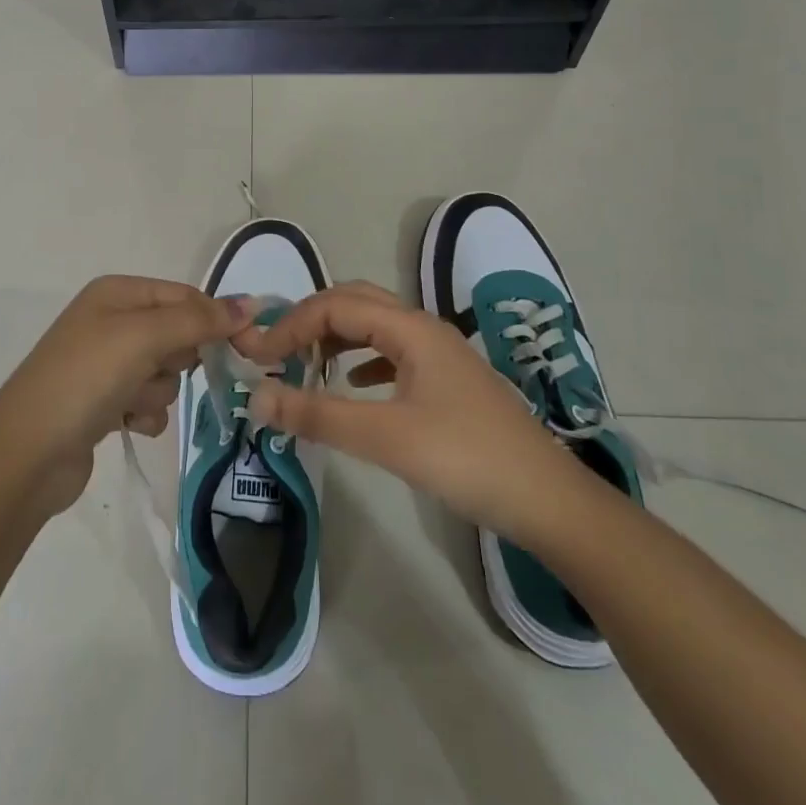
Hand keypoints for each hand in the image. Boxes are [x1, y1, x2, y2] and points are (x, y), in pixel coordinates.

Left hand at [0, 276, 255, 514]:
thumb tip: (250, 304)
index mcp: (117, 292)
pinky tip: (123, 424)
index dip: (213, 318)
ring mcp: (106, 364)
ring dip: (156, 392)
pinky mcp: (105, 403)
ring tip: (128, 402)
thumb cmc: (87, 378)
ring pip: (166, 373)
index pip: (184, 295)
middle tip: (155, 370)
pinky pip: (148, 403)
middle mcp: (111, 321)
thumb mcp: (144, 337)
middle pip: (178, 334)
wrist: (28, 453)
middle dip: (176, 359)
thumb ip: (199, 320)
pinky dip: (143, 415)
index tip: (244, 345)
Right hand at [238, 283, 583, 539]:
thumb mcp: (385, 437)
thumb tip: (256, 397)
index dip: (291, 324)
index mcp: (410, 328)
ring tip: (305, 363)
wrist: (549, 501)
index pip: (335, 305)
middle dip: (311, 320)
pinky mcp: (447, 381)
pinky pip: (393, 353)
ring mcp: (440, 354)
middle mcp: (424, 328)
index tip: (259, 357)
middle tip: (278, 351)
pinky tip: (353, 384)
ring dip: (336, 337)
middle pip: (355, 303)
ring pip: (376, 326)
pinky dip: (363, 360)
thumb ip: (318, 415)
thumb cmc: (466, 458)